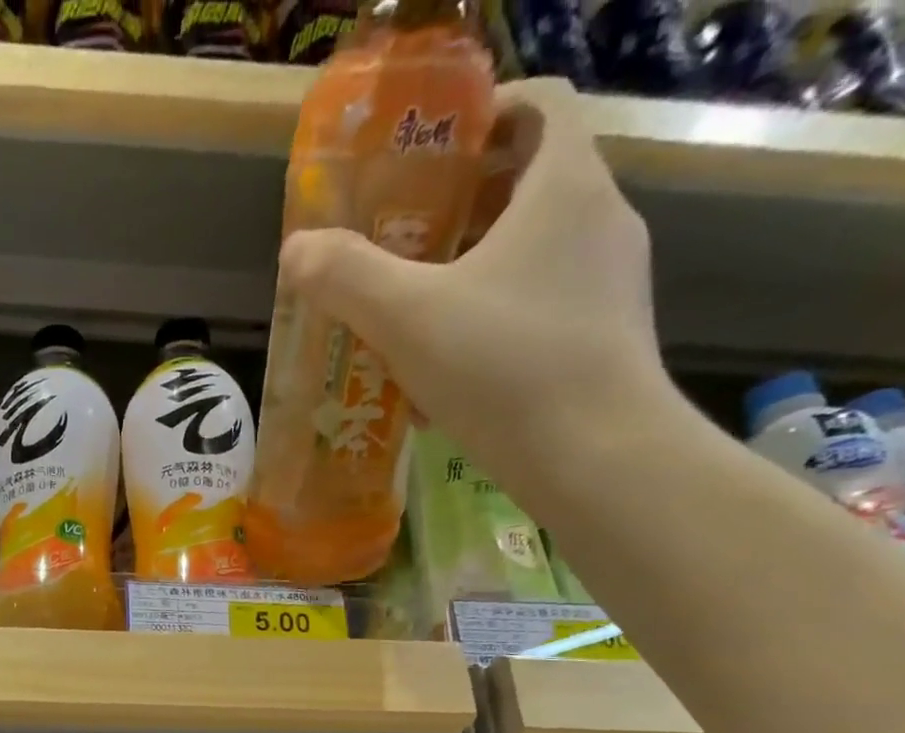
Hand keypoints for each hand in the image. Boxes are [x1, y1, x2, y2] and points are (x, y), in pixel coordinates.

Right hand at [279, 78, 669, 490]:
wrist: (594, 455)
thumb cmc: (503, 366)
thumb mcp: (406, 318)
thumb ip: (346, 278)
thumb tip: (296, 251)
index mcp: (564, 186)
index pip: (539, 105)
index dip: (482, 116)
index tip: (427, 157)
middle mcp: (600, 220)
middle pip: (527, 184)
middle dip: (459, 208)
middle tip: (399, 244)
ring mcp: (608, 284)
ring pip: (530, 254)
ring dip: (470, 273)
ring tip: (413, 315)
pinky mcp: (603, 339)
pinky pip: (537, 310)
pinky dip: (490, 323)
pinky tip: (446, 374)